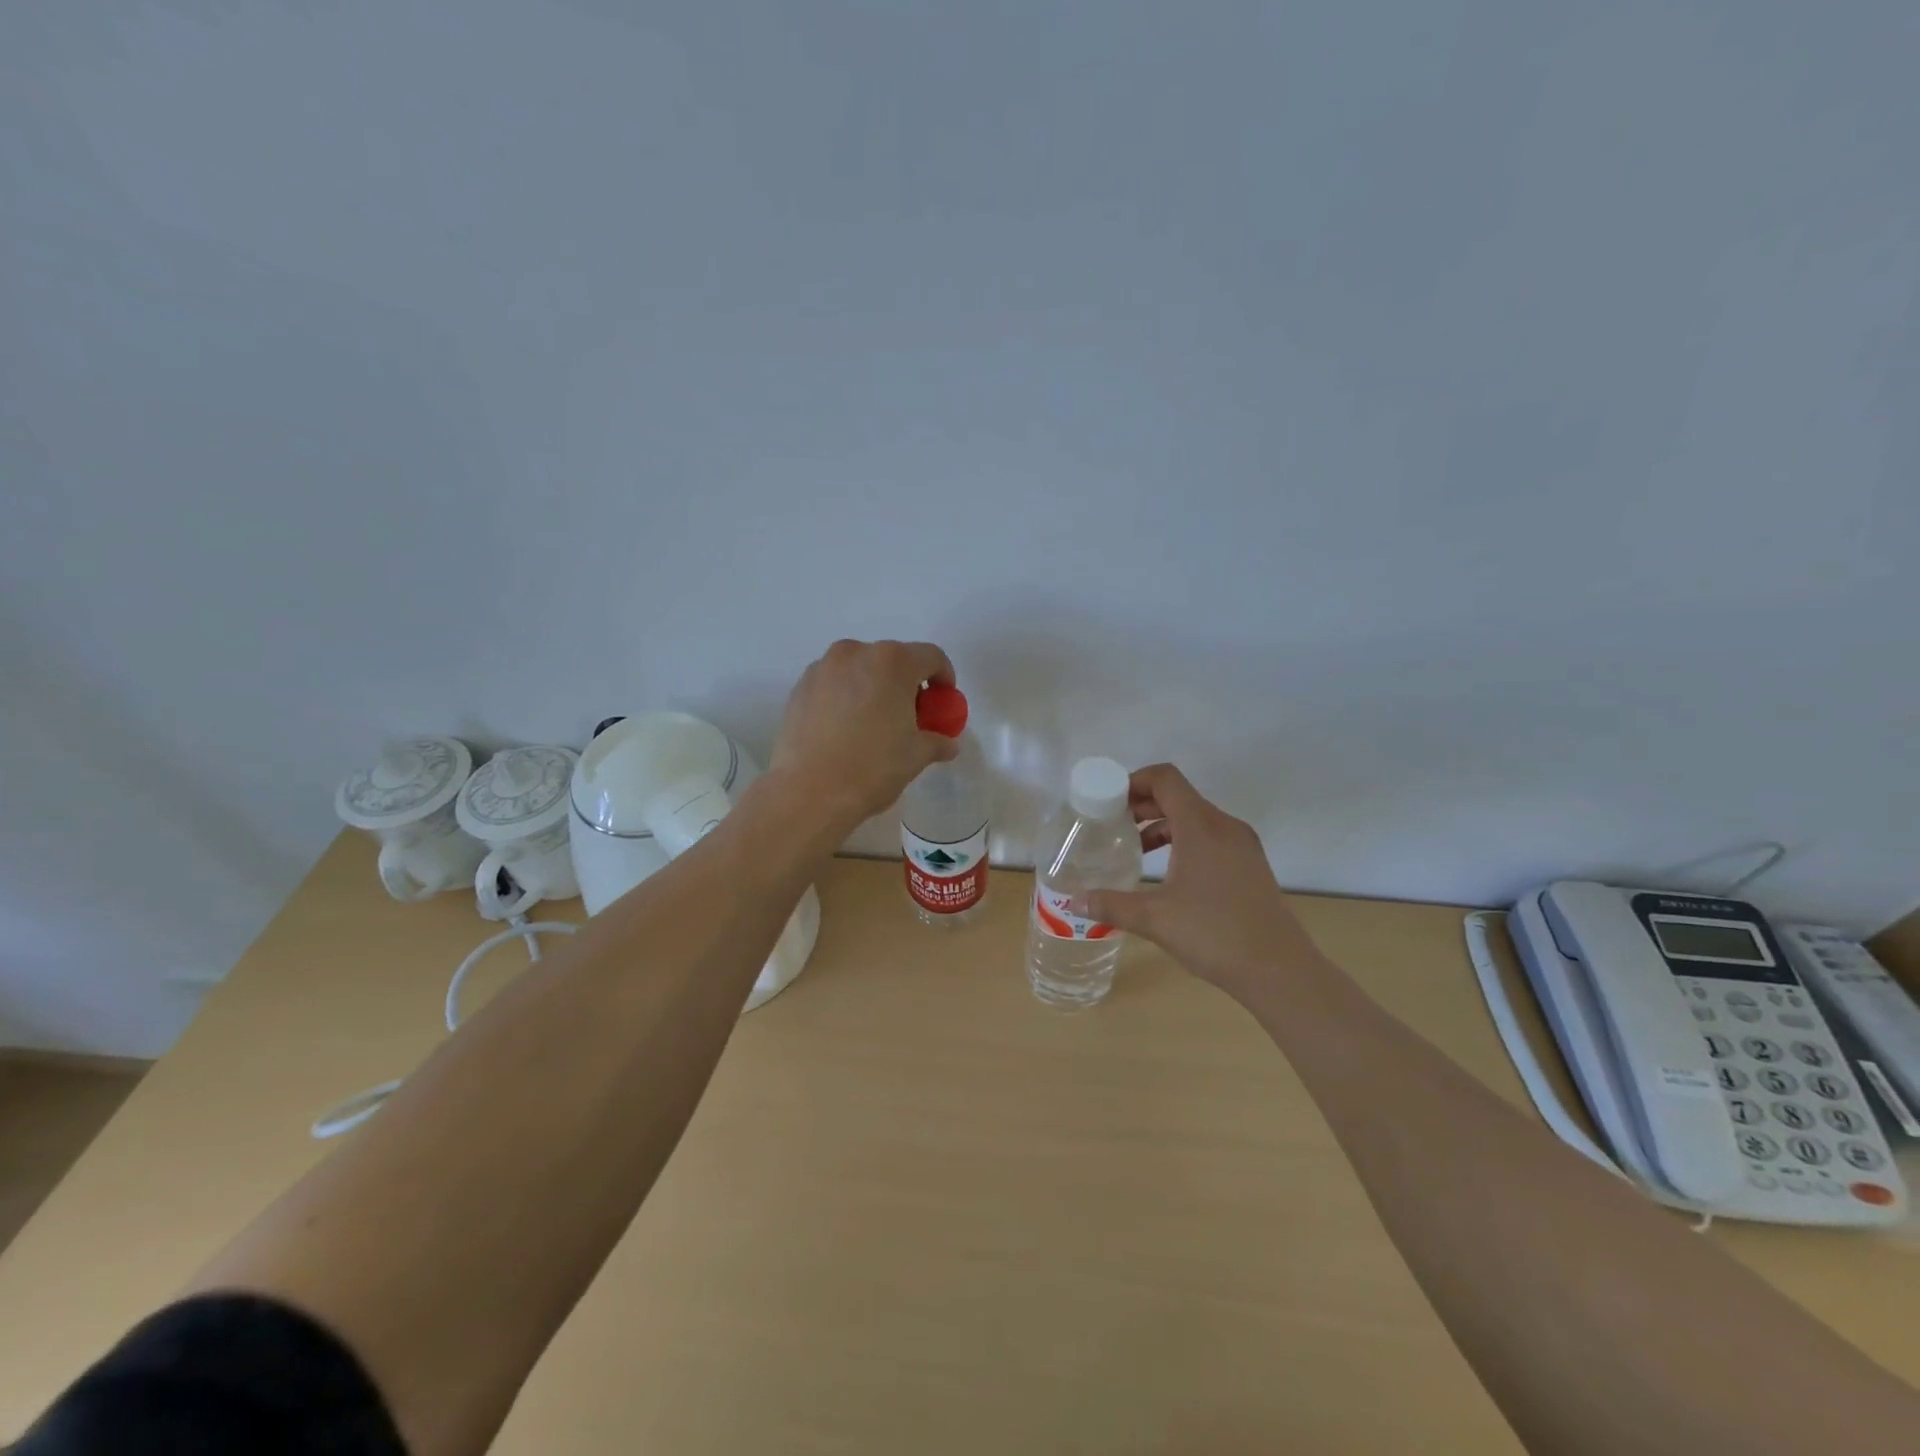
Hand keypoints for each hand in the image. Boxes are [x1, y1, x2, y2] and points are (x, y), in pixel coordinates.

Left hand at [768, 639, 960, 829]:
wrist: (808, 792)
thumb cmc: (872, 768)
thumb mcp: (916, 756)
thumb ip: (936, 741)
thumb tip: (946, 744)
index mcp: (893, 662)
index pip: (931, 657)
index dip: (944, 678)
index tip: (943, 703)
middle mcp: (856, 653)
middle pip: (893, 660)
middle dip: (907, 684)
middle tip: (910, 717)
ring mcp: (823, 667)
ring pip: (860, 670)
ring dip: (874, 688)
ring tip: (874, 724)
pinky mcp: (799, 687)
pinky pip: (834, 684)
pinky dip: (846, 697)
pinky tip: (845, 730)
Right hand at [1081, 764, 1327, 1003]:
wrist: (1280, 970)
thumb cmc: (1215, 934)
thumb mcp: (1155, 918)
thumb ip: (1111, 905)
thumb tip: (1073, 903)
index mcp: (1201, 826)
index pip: (1165, 779)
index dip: (1134, 781)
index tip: (1108, 802)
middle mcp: (1224, 826)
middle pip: (1179, 796)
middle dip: (1143, 805)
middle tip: (1113, 827)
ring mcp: (1242, 845)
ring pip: (1196, 818)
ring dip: (1163, 825)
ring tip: (1136, 850)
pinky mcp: (1251, 865)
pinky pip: (1211, 837)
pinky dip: (1185, 841)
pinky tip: (1169, 873)